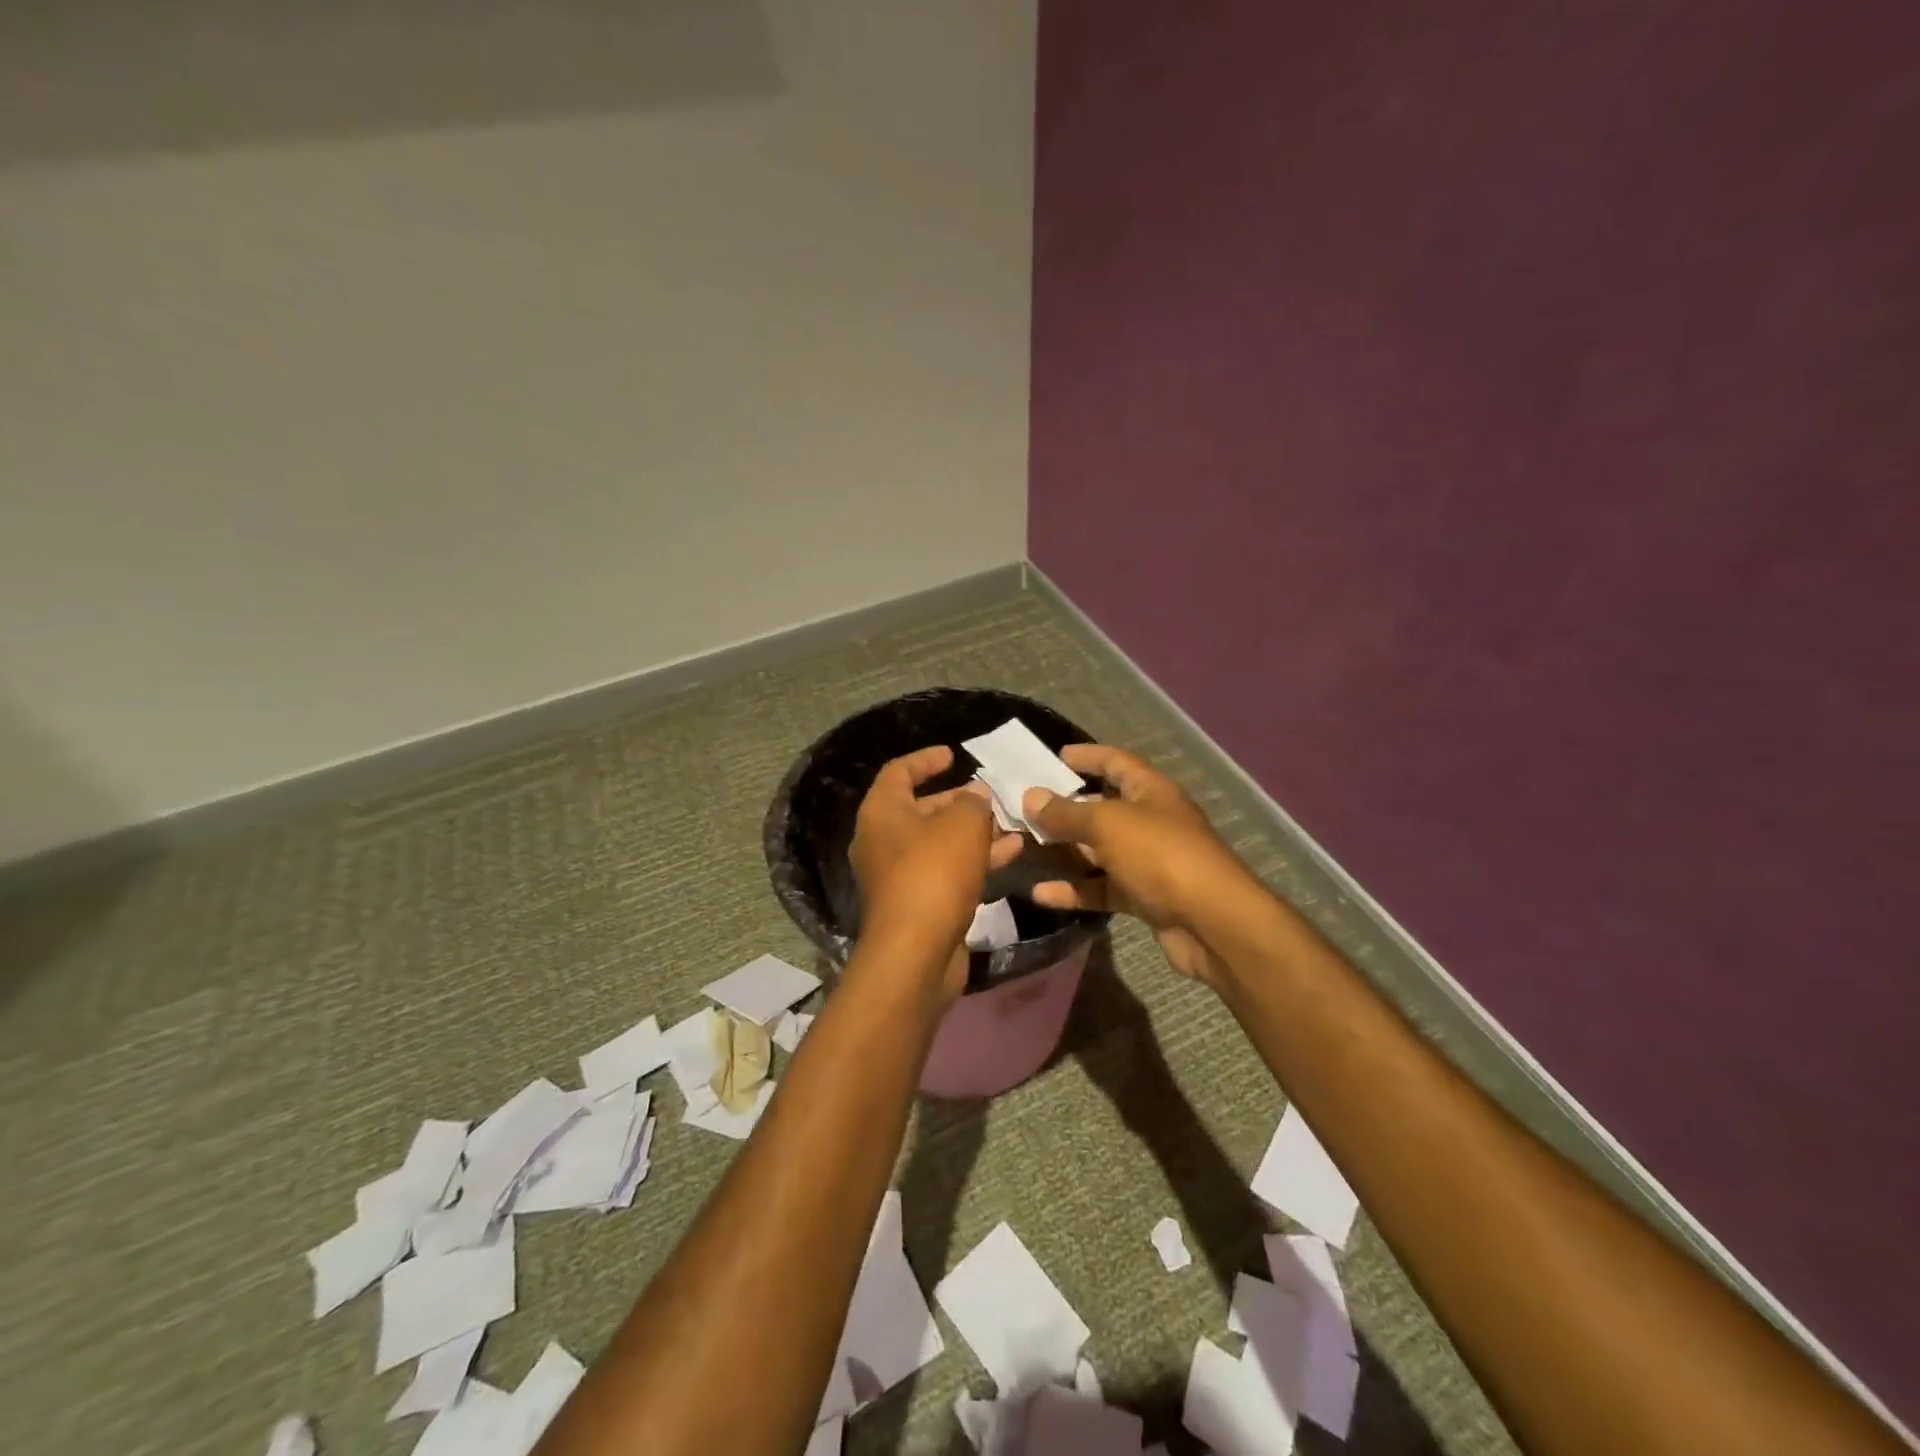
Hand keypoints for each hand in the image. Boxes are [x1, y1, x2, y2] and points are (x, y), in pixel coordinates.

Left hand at [849, 746, 1024, 1002]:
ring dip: (974, 832)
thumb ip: (973, 803)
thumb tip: (976, 796)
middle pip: (921, 809)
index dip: (926, 759)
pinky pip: (947, 870)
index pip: (899, 772)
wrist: (916, 951)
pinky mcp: (917, 903)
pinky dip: (974, 859)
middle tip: (991, 795)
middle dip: (959, 801)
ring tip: (1012, 823)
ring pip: (940, 842)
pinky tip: (1011, 853)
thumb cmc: (934, 873)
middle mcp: (883, 841)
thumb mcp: (962, 825)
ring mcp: (899, 875)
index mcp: (881, 813)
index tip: (954, 755)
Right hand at [1022, 745, 1258, 985]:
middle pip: (1103, 808)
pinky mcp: (1144, 898)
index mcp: (1151, 792)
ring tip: (1024, 848)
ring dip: (1065, 851)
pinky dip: (1075, 890)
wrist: (1213, 924)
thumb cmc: (1161, 856)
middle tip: (1024, 808)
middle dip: (1065, 808)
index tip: (1053, 757)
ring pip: (1099, 851)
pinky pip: (1102, 888)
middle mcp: (1151, 822)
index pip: (1116, 762)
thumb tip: (1031, 796)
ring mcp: (1149, 862)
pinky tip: (1041, 894)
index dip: (1087, 756)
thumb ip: (1067, 813)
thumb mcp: (1108, 825)